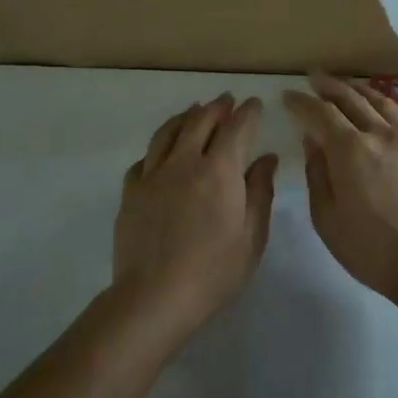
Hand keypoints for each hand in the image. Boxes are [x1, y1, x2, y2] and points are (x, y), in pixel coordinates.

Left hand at [113, 95, 279, 330]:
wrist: (154, 296)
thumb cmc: (213, 271)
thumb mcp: (251, 236)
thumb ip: (259, 192)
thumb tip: (266, 158)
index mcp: (219, 171)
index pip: (236, 128)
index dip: (247, 112)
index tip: (254, 104)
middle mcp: (184, 162)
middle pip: (200, 121)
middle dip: (216, 107)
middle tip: (226, 101)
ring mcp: (153, 174)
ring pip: (168, 132)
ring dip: (185, 117)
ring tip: (193, 111)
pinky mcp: (131, 191)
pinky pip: (144, 159)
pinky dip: (158, 148)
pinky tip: (161, 153)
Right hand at [283, 72, 397, 307]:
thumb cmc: (370, 248)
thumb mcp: (327, 217)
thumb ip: (317, 173)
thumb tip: (313, 140)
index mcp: (350, 149)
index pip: (319, 113)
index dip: (300, 102)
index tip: (286, 96)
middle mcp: (379, 133)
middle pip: (350, 98)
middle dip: (327, 86)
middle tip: (312, 77)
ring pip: (378, 100)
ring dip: (356, 89)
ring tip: (343, 85)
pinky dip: (381, 103)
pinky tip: (377, 107)